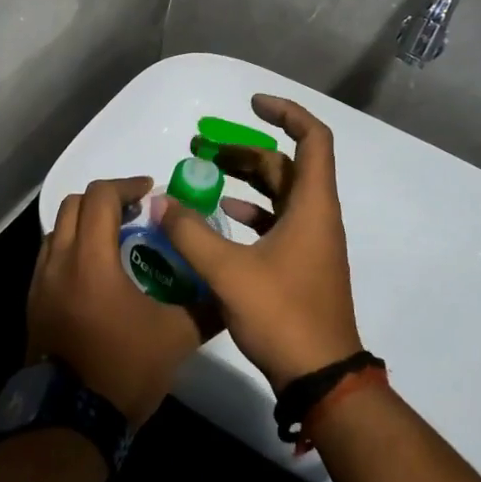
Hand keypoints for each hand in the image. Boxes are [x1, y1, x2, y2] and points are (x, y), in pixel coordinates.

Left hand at [28, 178, 211, 426]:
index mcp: (90, 260)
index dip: (127, 185)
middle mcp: (58, 262)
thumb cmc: (124, 370)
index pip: (100, 197)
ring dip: (86, 223)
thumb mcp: (176, 337)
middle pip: (73, 205)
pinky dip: (72, 248)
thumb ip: (205, 307)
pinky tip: (97, 274)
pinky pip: (50, 257)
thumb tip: (228, 291)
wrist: (71, 423)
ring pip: (57, 230)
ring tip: (116, 240)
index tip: (150, 193)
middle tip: (135, 212)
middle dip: (105, 199)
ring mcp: (40, 284)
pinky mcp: (34, 304)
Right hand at [159, 95, 362, 390]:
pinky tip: (220, 214)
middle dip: (244, 149)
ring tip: (203, 173)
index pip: (313, 138)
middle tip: (201, 147)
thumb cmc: (283, 315)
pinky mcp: (300, 263)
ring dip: (244, 179)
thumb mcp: (229, 272)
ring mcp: (310, 240)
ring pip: (278, 193)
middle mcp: (315, 214)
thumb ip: (190, 234)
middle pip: (284, 165)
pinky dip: (250, 210)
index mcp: (312, 205)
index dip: (286, 113)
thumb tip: (160, 201)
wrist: (321, 378)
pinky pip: (275, 221)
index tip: (251, 103)